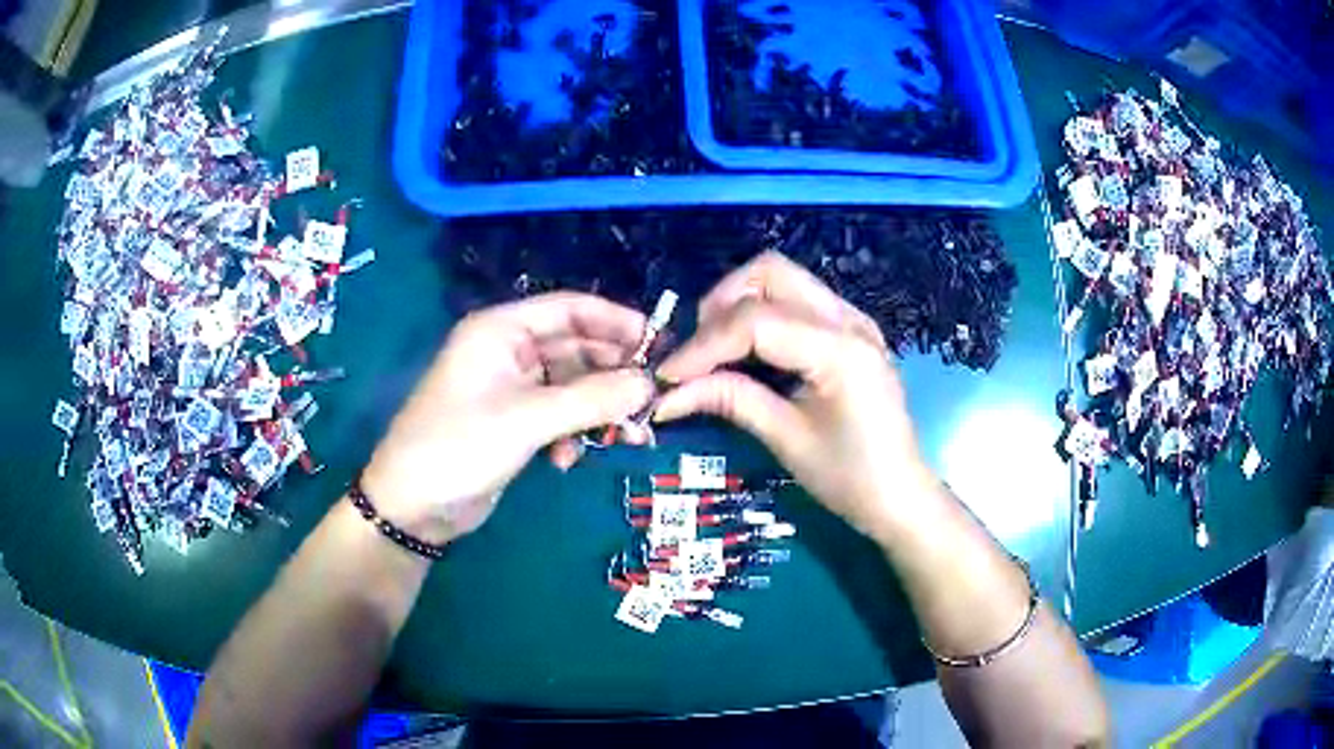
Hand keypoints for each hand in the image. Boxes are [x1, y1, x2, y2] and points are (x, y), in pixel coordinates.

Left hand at [362, 293, 654, 544]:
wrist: (412, 507)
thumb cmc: (458, 447)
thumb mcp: (527, 420)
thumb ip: (591, 399)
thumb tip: (650, 385)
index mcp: (501, 330)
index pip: (569, 308)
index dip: (615, 321)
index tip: (659, 343)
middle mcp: (508, 352)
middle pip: (576, 349)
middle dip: (613, 375)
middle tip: (651, 399)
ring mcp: (511, 389)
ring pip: (572, 387)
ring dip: (598, 410)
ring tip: (626, 437)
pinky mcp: (514, 423)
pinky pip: (558, 416)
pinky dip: (572, 434)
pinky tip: (568, 460)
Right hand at [654, 252, 940, 539]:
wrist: (901, 495)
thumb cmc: (850, 478)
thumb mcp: (787, 440)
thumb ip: (730, 400)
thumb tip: (667, 393)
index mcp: (841, 350)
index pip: (755, 321)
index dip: (703, 345)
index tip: (667, 375)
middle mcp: (850, 319)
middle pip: (770, 272)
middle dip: (721, 303)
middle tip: (697, 352)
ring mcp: (854, 319)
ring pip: (784, 278)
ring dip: (740, 303)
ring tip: (716, 350)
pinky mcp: (851, 329)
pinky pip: (799, 299)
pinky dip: (764, 313)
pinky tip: (749, 351)